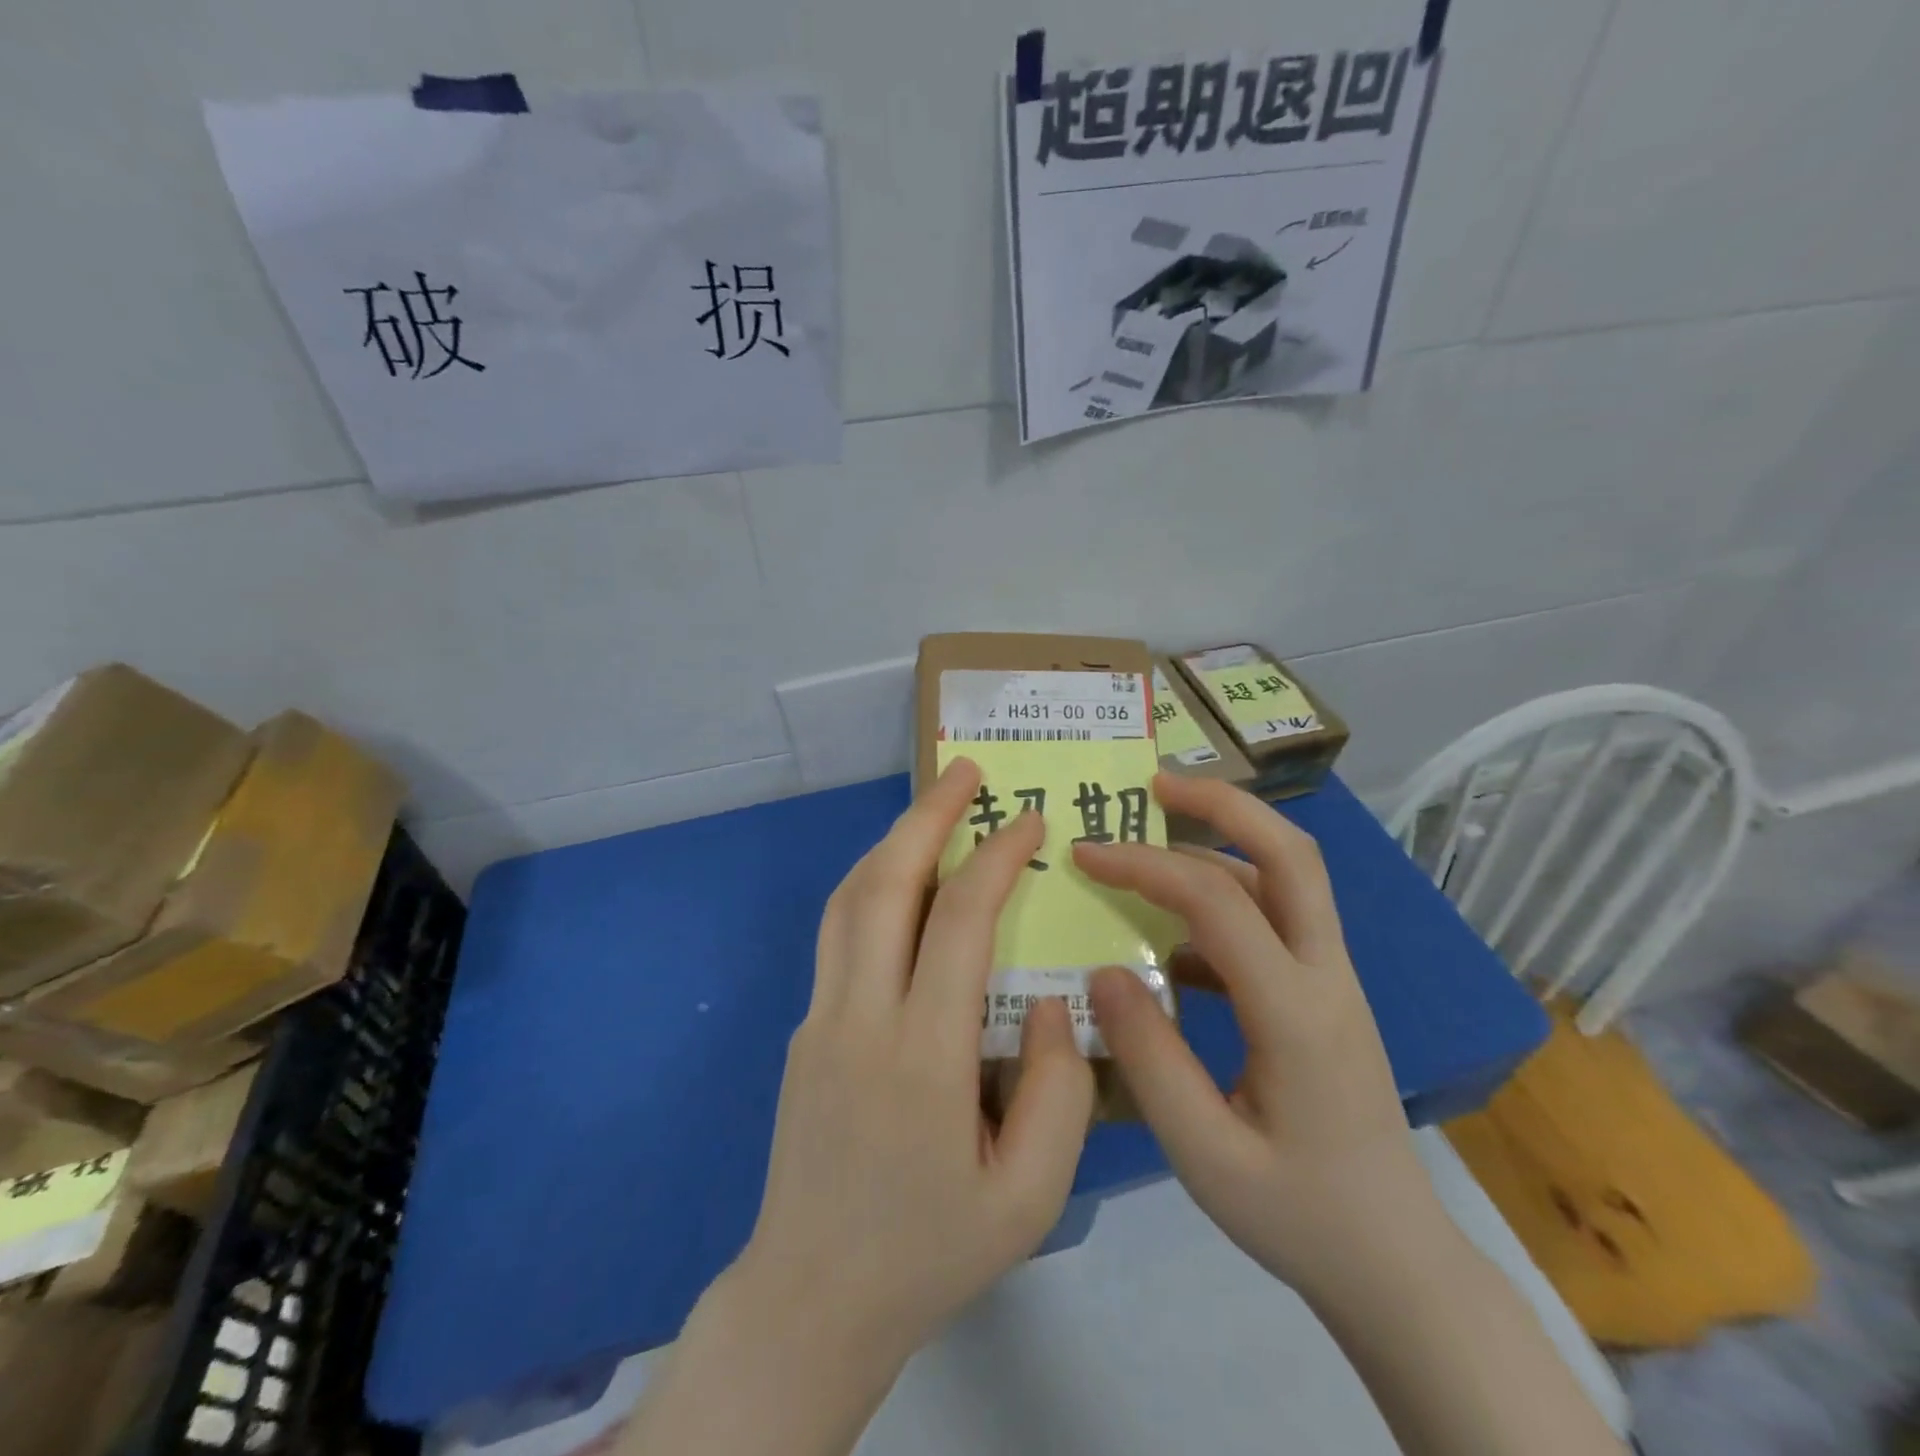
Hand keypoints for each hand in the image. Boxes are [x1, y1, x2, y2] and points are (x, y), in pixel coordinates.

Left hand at [729, 756, 1095, 1369]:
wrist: (812, 1298)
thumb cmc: (931, 1251)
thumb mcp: (1029, 1196)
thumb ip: (1057, 1091)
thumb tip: (1047, 1000)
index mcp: (922, 1056)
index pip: (959, 920)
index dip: (997, 856)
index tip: (1030, 820)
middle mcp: (859, 1017)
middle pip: (885, 883)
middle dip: (928, 815)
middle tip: (966, 770)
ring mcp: (819, 1017)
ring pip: (848, 898)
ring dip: (892, 840)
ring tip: (934, 807)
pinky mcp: (802, 1028)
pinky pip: (837, 932)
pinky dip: (870, 883)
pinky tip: (900, 879)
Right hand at [1075, 773, 1439, 1296]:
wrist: (1398, 1264)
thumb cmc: (1300, 1216)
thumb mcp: (1206, 1155)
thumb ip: (1148, 1059)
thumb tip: (1102, 969)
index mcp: (1296, 1012)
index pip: (1217, 902)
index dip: (1145, 865)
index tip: (1084, 855)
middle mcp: (1325, 976)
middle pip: (1291, 853)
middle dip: (1223, 803)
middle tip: (1156, 783)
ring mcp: (1333, 981)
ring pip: (1288, 878)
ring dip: (1224, 842)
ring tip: (1156, 835)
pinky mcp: (1325, 995)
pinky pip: (1276, 921)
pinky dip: (1225, 902)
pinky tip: (1173, 941)